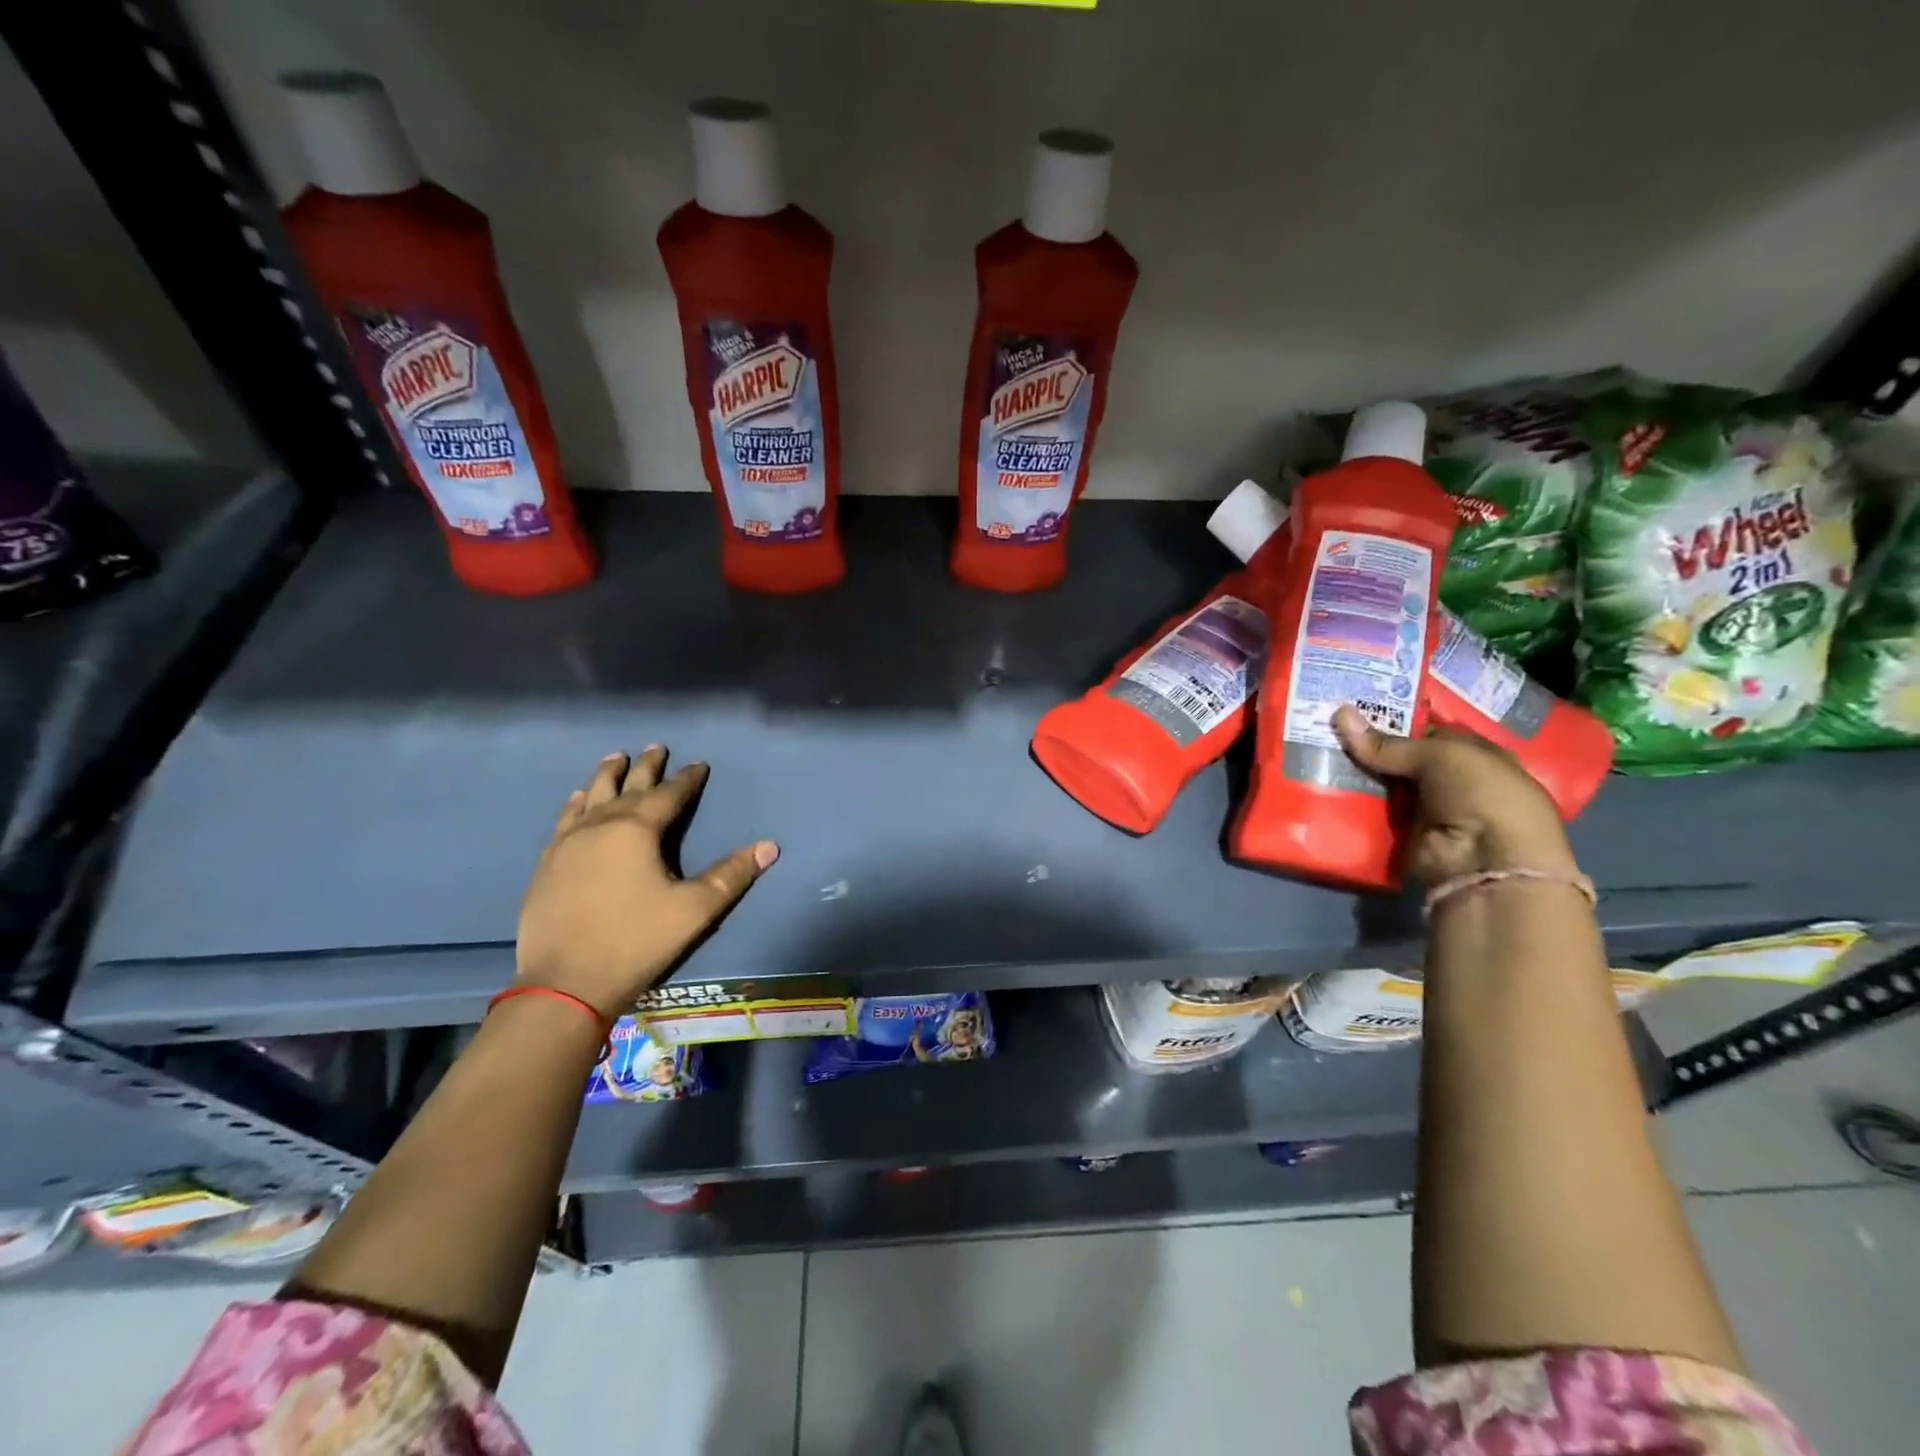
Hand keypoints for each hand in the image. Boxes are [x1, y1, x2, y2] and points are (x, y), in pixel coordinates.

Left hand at [515, 746, 777, 1017]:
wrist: (565, 984)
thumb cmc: (636, 941)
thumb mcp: (695, 909)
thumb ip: (732, 875)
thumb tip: (770, 846)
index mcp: (638, 830)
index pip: (670, 795)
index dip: (688, 779)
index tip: (699, 764)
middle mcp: (601, 826)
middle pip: (628, 787)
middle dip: (646, 767)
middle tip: (657, 747)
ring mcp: (569, 843)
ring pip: (592, 797)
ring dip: (607, 776)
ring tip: (616, 757)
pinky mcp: (549, 863)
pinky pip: (566, 820)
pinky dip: (576, 803)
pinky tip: (578, 798)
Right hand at [1332, 705, 1575, 886]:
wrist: (1484, 861)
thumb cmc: (1482, 794)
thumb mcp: (1441, 755)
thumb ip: (1389, 742)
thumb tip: (1340, 713)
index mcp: (1476, 755)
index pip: (1431, 731)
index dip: (1398, 718)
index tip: (1358, 707)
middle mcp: (1453, 780)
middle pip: (1403, 756)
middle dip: (1370, 743)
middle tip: (1327, 722)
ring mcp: (1428, 807)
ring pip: (1384, 781)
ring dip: (1356, 770)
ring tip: (1315, 745)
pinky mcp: (1404, 832)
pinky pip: (1372, 809)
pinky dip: (1351, 799)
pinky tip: (1320, 779)